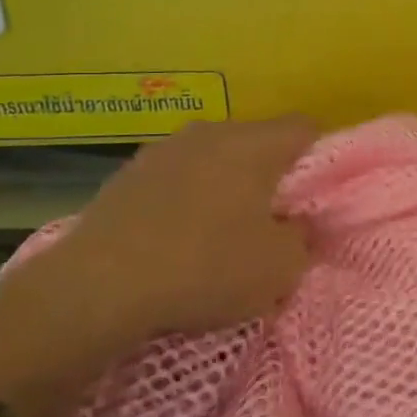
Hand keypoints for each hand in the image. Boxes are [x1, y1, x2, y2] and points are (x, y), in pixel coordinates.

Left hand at [50, 116, 316, 342]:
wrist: (97, 288)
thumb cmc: (206, 268)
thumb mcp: (280, 268)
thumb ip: (302, 238)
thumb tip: (294, 225)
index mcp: (255, 144)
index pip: (305, 128)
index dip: (319, 158)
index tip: (312, 198)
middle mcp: (211, 132)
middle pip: (257, 142)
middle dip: (269, 175)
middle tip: (271, 219)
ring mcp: (163, 149)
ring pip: (213, 159)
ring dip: (224, 186)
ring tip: (220, 232)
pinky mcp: (126, 175)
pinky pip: (176, 179)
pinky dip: (185, 200)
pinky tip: (176, 240)